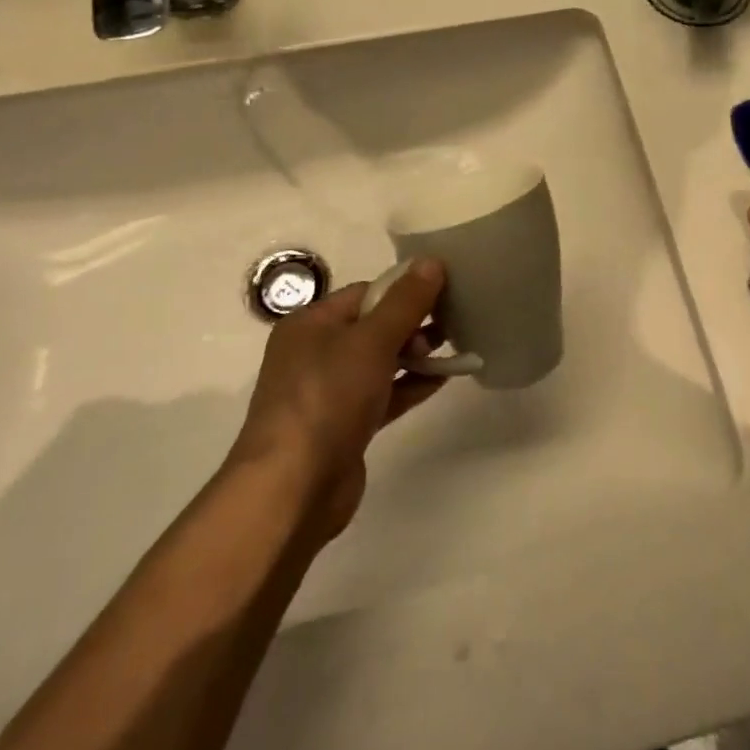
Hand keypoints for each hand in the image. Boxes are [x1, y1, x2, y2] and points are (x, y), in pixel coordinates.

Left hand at [226, 257, 446, 539]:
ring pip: (380, 361)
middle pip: (373, 325)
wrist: (293, 488)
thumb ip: (405, 302)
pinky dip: (410, 385)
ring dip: (416, 354)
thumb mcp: (371, 341)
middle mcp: (315, 353)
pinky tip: (444, 379)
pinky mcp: (344, 425)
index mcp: (310, 324)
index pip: (365, 292)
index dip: (404, 290)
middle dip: (413, 322)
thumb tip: (432, 261)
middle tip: (452, 322)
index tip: (444, 291)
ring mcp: (329, 392)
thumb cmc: (328, 398)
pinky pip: (384, 394)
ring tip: (456, 347)